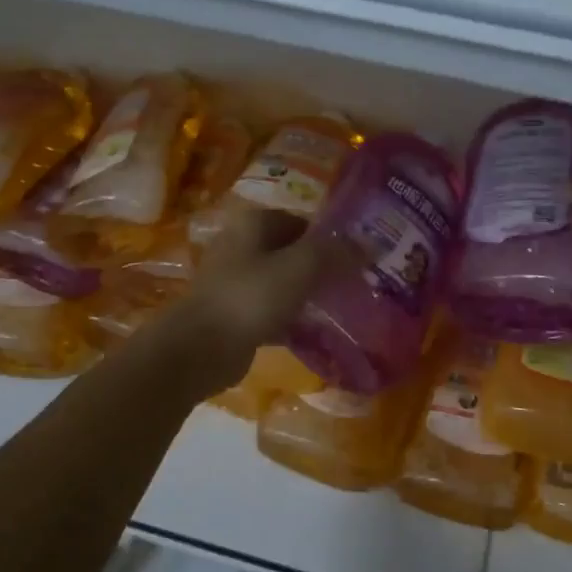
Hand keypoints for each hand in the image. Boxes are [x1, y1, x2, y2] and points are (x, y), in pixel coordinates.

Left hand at [154, 209, 358, 393]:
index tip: (359, 260)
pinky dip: (291, 318)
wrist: (199, 348)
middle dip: (322, 268)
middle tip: (355, 286)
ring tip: (342, 309)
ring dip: (308, 295)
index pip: (303, 222)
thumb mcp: (300, 268)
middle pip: (292, 252)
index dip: (331, 239)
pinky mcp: (233, 313)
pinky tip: (314, 333)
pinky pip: (271, 310)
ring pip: (282, 282)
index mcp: (253, 224)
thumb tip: (372, 243)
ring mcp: (234, 281)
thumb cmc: (250, 297)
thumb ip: (336, 253)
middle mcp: (241, 246)